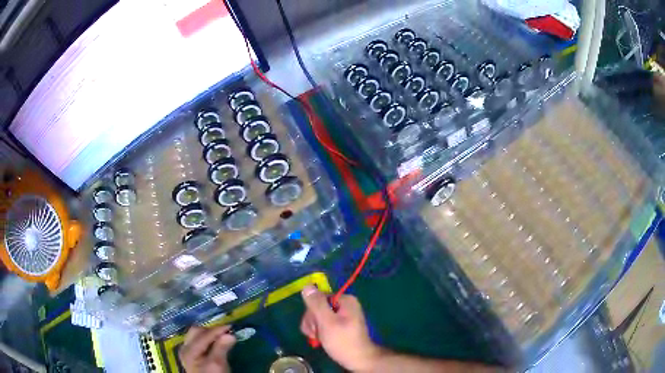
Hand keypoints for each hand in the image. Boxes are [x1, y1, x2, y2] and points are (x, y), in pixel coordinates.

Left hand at [179, 325, 235, 372]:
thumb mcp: (218, 365)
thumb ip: (221, 349)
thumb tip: (230, 334)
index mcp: (189, 350)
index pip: (203, 335)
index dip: (217, 330)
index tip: (231, 327)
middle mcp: (184, 347)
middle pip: (196, 332)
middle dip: (211, 330)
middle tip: (225, 332)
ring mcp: (186, 350)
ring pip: (196, 335)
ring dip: (208, 334)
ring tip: (221, 337)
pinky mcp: (190, 354)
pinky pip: (197, 340)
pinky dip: (206, 339)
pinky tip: (214, 343)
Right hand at [300, 285, 382, 371]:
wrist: (358, 360)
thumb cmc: (343, 341)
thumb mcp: (327, 322)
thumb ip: (316, 304)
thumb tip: (307, 286)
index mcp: (345, 300)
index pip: (318, 298)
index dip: (312, 312)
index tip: (315, 327)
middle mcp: (345, 304)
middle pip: (317, 307)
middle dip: (313, 322)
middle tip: (317, 335)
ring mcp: (343, 315)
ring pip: (318, 316)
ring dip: (315, 328)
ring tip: (320, 339)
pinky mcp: (341, 325)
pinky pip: (324, 323)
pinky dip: (320, 331)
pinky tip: (322, 339)